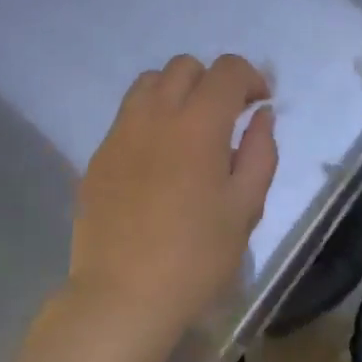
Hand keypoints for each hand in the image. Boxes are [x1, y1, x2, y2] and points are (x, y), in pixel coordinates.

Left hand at [56, 54, 277, 356]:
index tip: (260, 104)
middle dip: (212, 81)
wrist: (123, 295)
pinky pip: (126, 116)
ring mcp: (120, 133)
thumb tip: (262, 116)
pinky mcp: (98, 155)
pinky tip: (158, 159)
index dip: (251, 77)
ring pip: (148, 83)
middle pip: (184, 66)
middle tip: (227, 117)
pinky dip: (149, 118)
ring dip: (176, 92)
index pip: (227, 70)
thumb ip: (260, 153)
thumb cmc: (196, 257)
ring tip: (189, 130)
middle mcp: (155, 115)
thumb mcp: (245, 209)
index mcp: (198, 125)